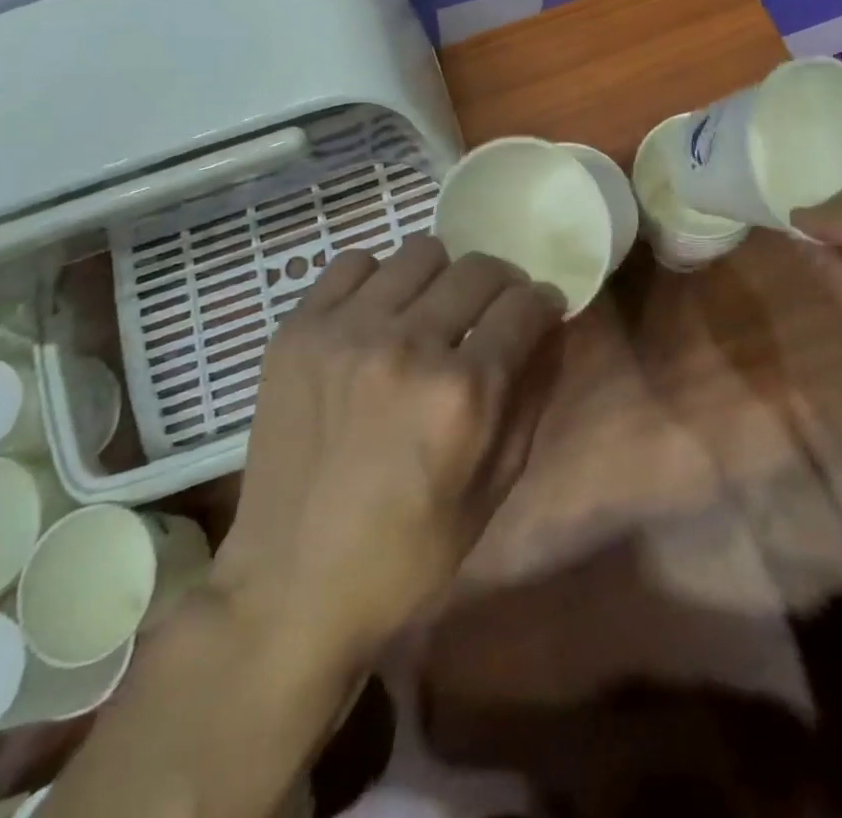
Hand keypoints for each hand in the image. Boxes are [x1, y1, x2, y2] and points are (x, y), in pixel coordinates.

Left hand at [212, 236, 566, 663]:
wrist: (290, 587)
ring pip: (420, 253)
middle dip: (502, 286)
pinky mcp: (297, 330)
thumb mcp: (494, 488)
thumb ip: (530, 396)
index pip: (524, 305)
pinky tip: (377, 317)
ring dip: (442, 279)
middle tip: (493, 313)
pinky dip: (378, 281)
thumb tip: (551, 328)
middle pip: (479, 269)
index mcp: (462, 393)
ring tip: (431, 314)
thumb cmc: (407, 555)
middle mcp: (407, 344)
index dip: (544, 303)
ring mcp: (345, 330)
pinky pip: (353, 263)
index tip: (541, 311)